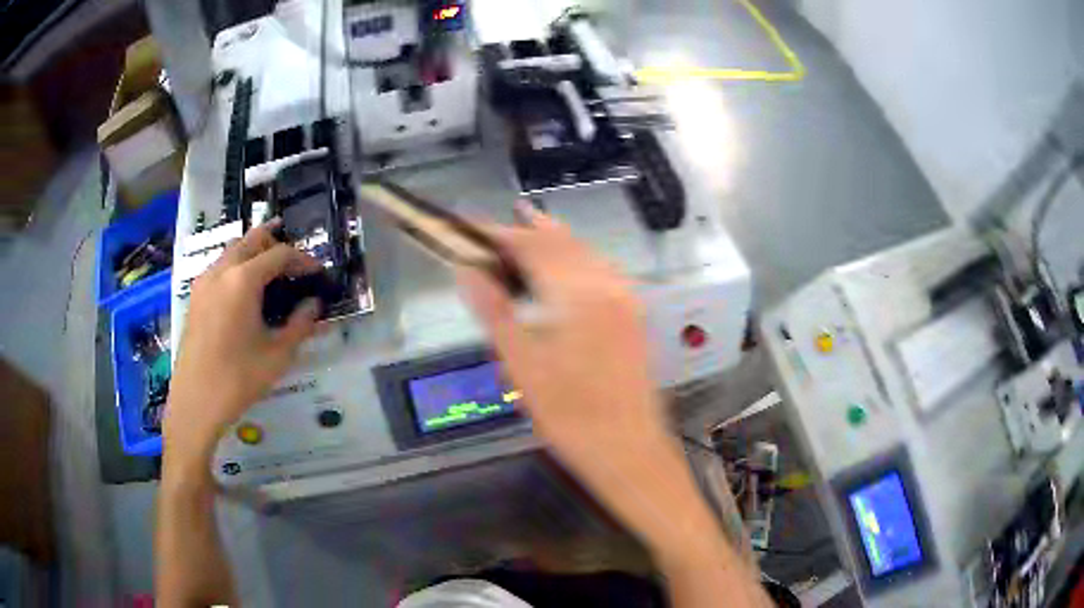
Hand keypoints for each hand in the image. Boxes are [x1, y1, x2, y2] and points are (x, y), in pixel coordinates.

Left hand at [164, 220, 322, 472]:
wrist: (196, 401)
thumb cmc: (239, 378)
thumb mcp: (278, 354)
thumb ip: (300, 324)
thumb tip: (314, 305)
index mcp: (243, 279)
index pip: (279, 254)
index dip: (302, 259)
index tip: (317, 272)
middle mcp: (221, 270)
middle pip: (252, 240)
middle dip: (276, 243)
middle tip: (295, 261)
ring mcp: (204, 281)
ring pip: (233, 250)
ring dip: (255, 253)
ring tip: (273, 273)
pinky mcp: (195, 296)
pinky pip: (221, 267)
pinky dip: (238, 266)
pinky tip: (247, 292)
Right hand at [457, 204, 668, 477]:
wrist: (627, 448)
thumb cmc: (569, 415)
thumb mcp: (521, 365)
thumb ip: (494, 311)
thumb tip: (467, 270)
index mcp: (576, 294)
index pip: (532, 245)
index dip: (499, 234)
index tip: (470, 230)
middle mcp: (606, 285)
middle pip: (562, 242)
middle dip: (526, 230)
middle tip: (494, 228)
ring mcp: (626, 299)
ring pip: (586, 252)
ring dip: (554, 238)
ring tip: (527, 227)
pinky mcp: (634, 315)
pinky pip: (603, 270)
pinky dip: (579, 257)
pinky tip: (568, 265)